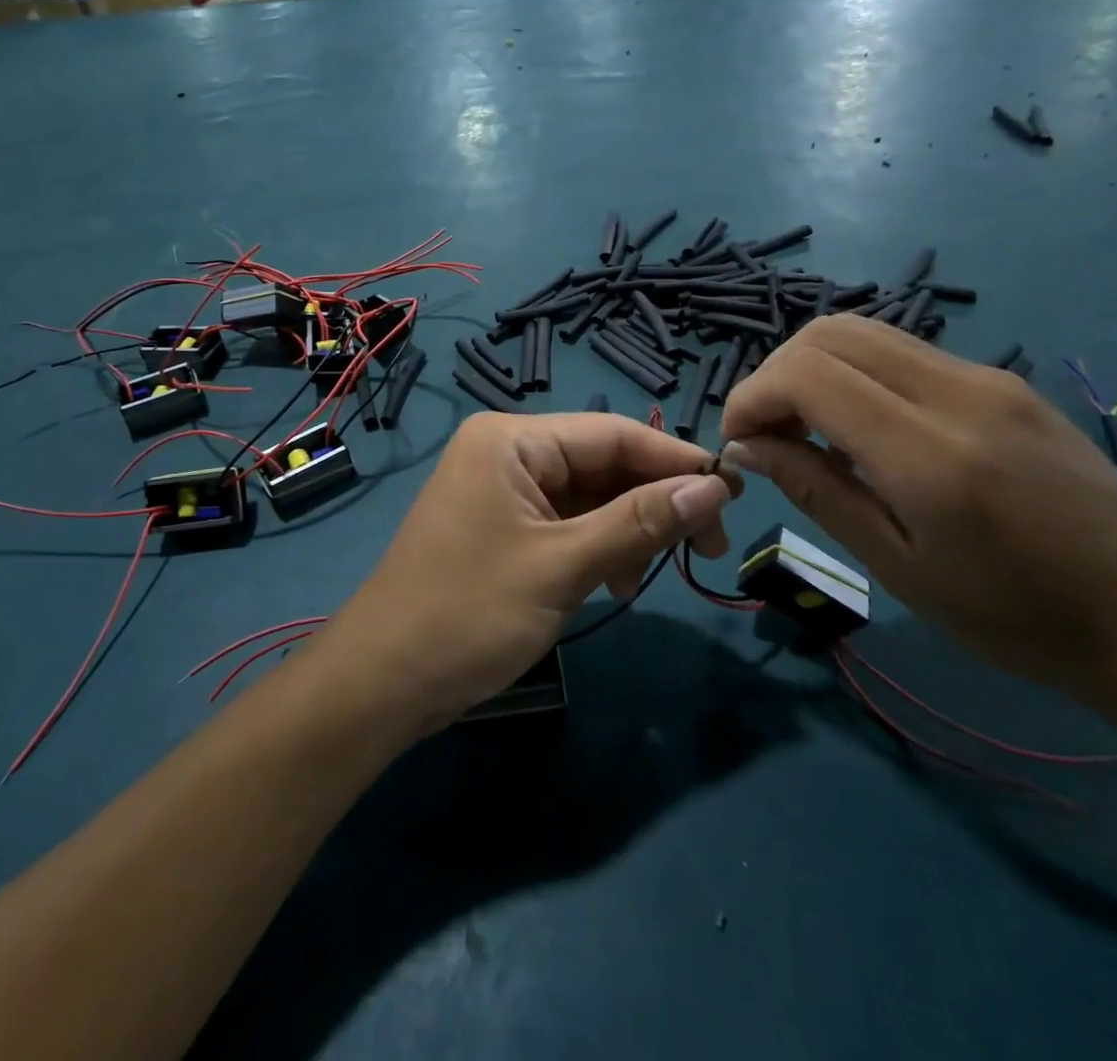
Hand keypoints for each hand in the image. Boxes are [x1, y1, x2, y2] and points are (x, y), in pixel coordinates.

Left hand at [318, 413, 736, 735]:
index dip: (676, 461)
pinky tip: (614, 583)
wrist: (382, 682)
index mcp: (512, 440)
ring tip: (645, 577)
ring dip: (626, 531)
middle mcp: (506, 452)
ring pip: (587, 497)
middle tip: (707, 548)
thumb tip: (715, 488)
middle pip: (601, 463)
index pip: (613, 434)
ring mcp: (501, 491)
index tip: (734, 493)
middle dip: (653, 502)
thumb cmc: (469, 613)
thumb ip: (640, 522)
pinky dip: (596, 547)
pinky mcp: (501, 527)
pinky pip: (564, 523)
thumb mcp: (563, 566)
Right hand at [718, 317, 1116, 704]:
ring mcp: (986, 377)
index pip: (807, 373)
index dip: (752, 396)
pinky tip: (862, 430)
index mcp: (929, 451)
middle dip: (775, 373)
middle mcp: (957, 391)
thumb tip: (746, 446)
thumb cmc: (1020, 619)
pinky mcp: (1003, 381)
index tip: (739, 442)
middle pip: (829, 333)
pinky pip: (903, 352)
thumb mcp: (899, 568)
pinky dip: (854, 374)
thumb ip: (816, 491)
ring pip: (864, 332)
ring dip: (812, 369)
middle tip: (767, 434)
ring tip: (806, 431)